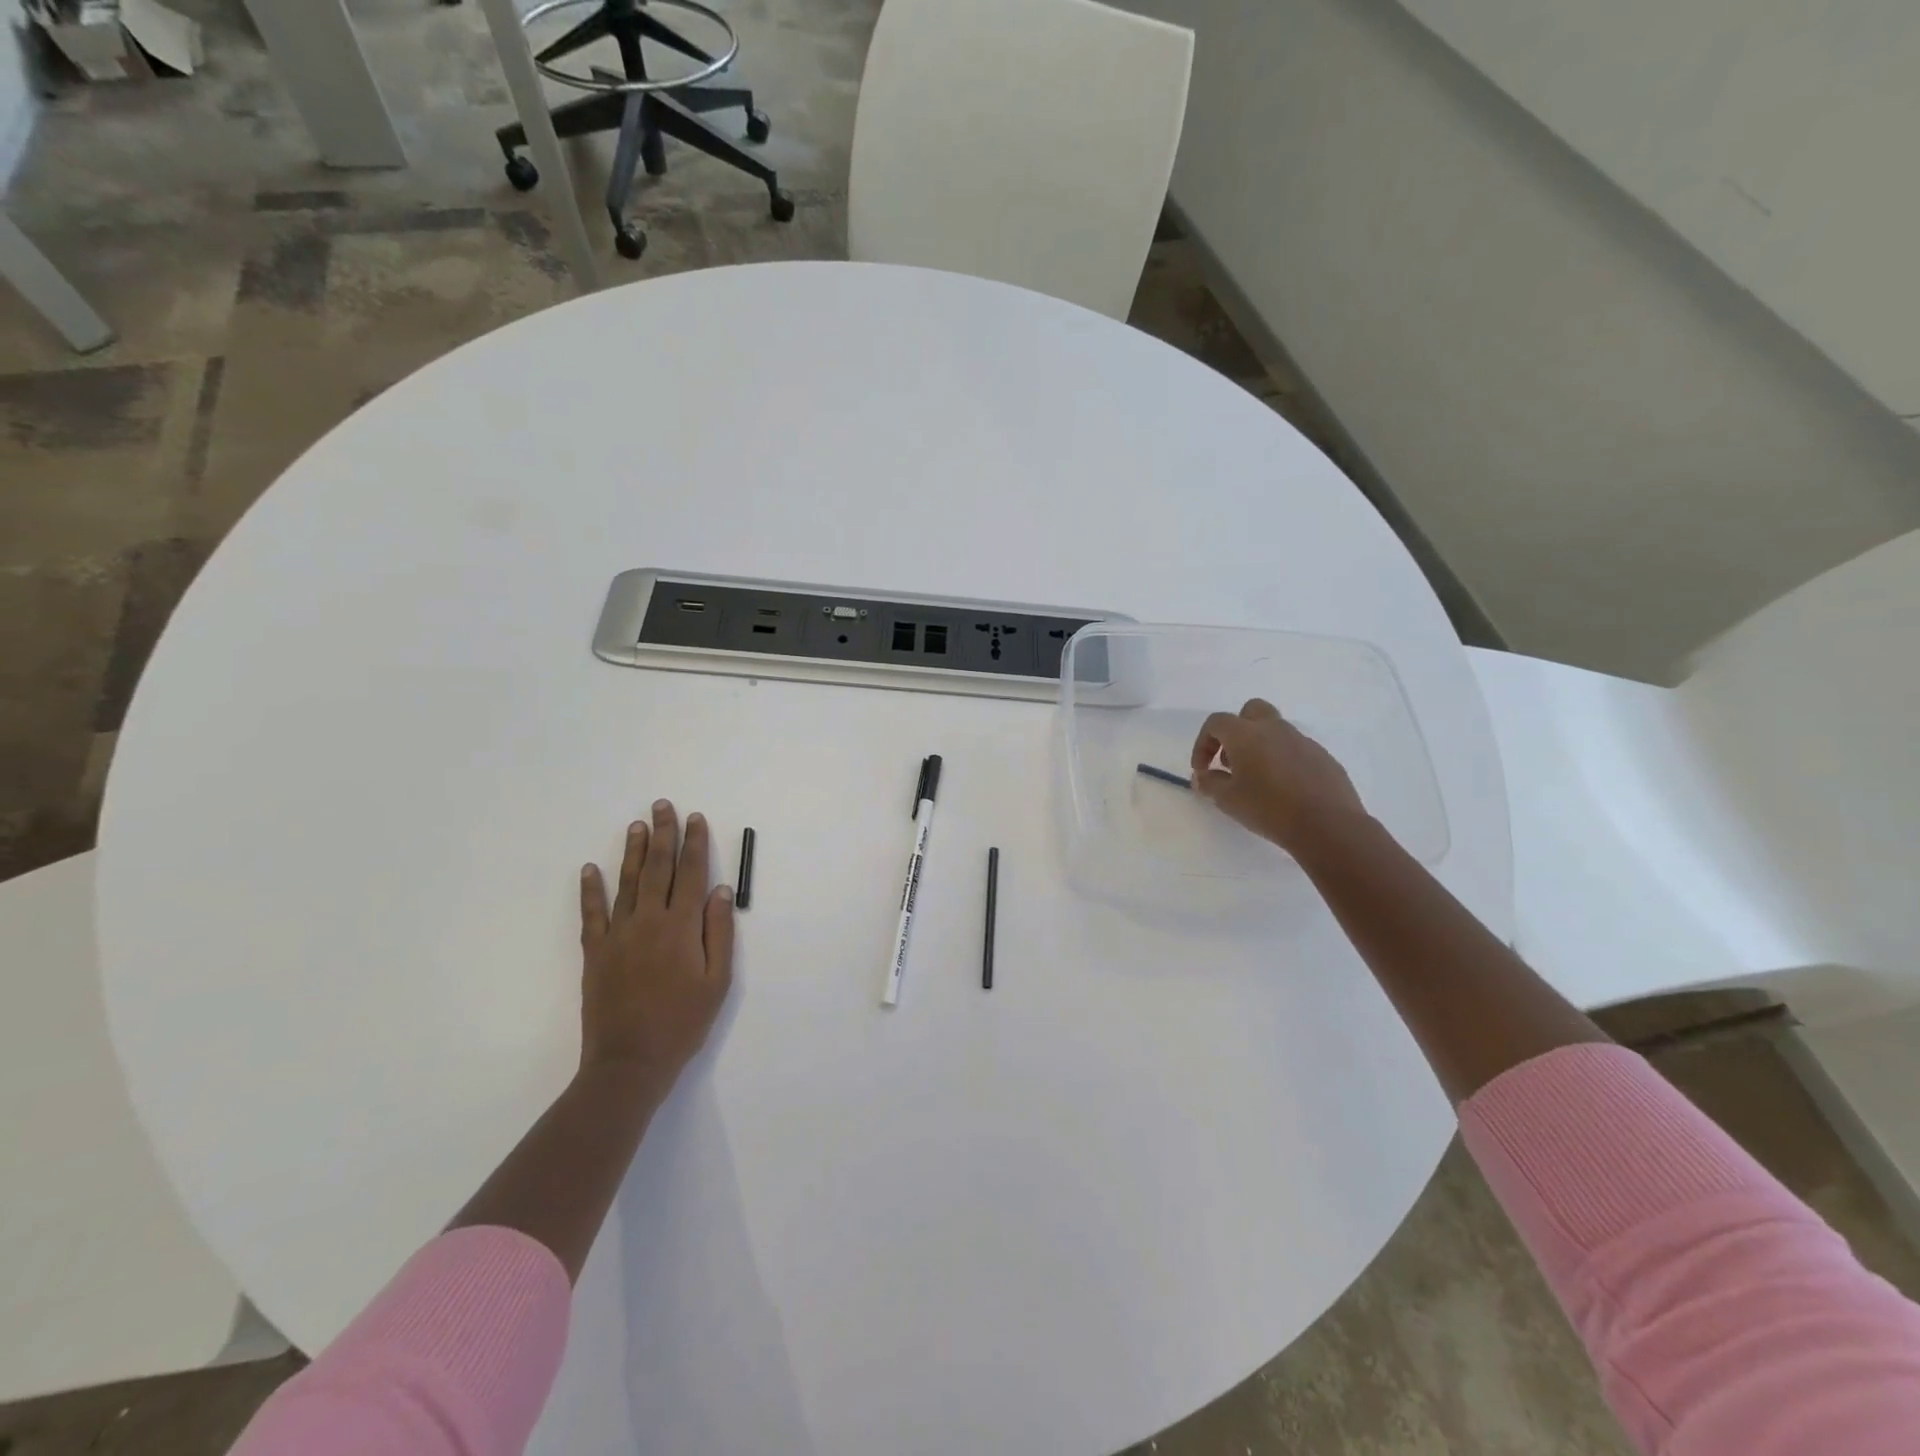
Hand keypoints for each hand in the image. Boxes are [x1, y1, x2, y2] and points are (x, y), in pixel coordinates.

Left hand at [578, 799, 734, 1097]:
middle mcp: (649, 921)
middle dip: (663, 834)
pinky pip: (592, 913)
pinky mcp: (595, 952)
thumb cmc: (683, 1023)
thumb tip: (720, 890)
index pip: (691, 873)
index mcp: (682, 927)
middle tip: (663, 805)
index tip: (695, 819)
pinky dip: (590, 889)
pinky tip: (590, 869)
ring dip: (632, 851)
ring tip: (637, 825)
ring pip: (626, 882)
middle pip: (658, 868)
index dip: (695, 844)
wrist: (630, 1062)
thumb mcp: (717, 981)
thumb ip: (719, 932)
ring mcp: (618, 934)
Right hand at [1190, 698, 1367, 856]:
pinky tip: (1284, 789)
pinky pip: (1295, 749)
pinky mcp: (1323, 757)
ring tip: (1257, 780)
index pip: (1216, 723)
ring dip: (1260, 746)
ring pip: (1275, 731)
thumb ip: (1210, 783)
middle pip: (1251, 711)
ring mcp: (1303, 741)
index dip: (1203, 743)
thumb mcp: (1228, 800)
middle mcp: (1275, 729)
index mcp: (1247, 735)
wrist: (1328, 825)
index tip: (1202, 769)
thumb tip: (1202, 776)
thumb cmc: (1269, 809)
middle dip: (1235, 731)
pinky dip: (1283, 760)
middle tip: (1230, 761)